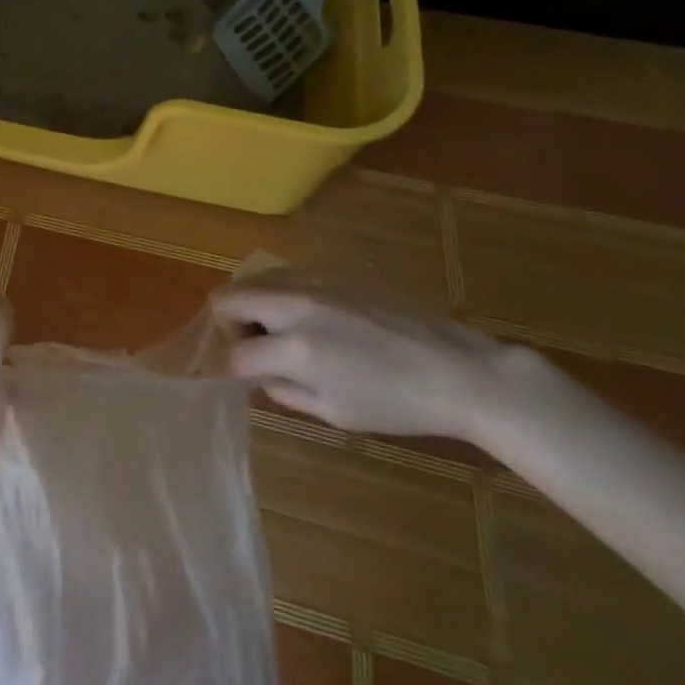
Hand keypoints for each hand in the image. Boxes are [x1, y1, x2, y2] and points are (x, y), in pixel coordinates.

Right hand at [211, 272, 514, 439]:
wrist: (456, 369)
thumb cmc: (399, 404)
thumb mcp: (336, 413)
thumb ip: (287, 392)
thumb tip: (261, 375)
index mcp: (298, 349)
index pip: (235, 354)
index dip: (229, 369)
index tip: (235, 376)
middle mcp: (295, 305)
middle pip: (228, 298)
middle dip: (228, 325)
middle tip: (252, 347)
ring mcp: (312, 281)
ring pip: (251, 279)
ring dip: (250, 304)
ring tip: (277, 331)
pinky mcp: (329, 271)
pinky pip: (282, 274)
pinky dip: (275, 292)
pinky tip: (303, 316)